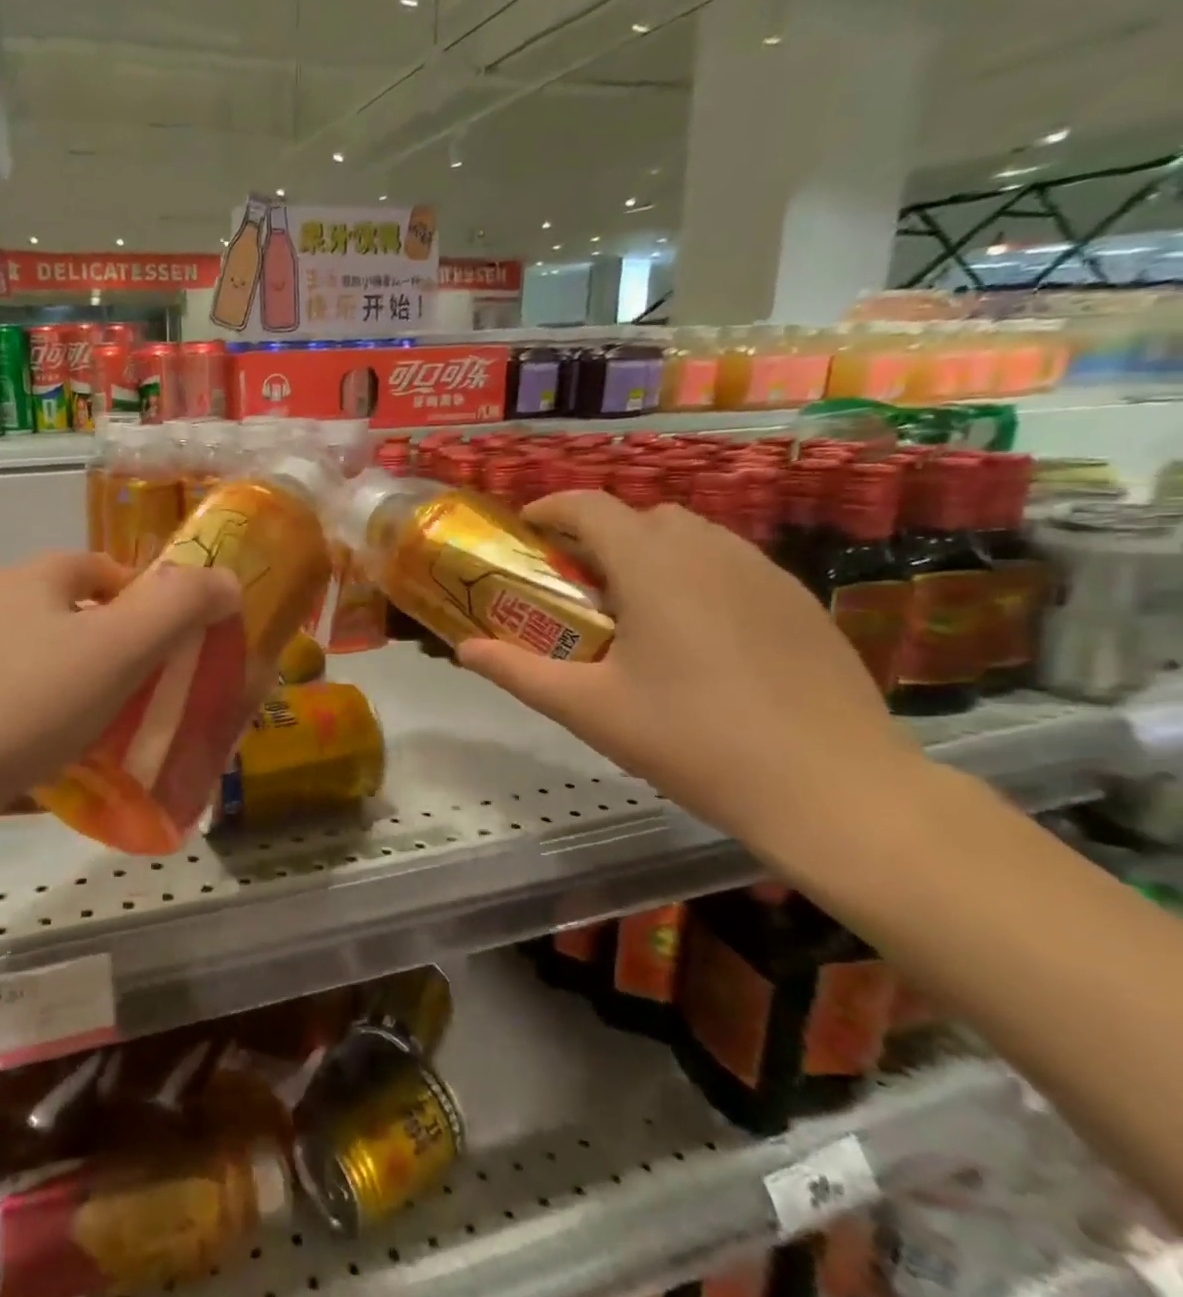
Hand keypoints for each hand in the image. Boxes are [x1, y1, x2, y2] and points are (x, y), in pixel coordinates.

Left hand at [0, 552, 240, 819]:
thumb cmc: (21, 703)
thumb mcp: (116, 650)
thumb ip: (178, 609)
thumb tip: (226, 578)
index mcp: (36, 580)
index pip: (105, 569)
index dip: (149, 599)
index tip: (178, 645)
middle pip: (77, 621)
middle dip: (123, 656)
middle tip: (157, 699)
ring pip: (47, 672)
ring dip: (88, 699)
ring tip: (122, 743)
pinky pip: (16, 717)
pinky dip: (48, 737)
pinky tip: (66, 775)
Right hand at [457, 492, 925, 845]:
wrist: (833, 789)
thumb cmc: (693, 741)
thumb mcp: (589, 709)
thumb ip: (518, 671)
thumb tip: (464, 650)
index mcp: (654, 566)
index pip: (591, 506)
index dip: (551, 508)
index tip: (525, 530)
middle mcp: (710, 552)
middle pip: (642, 516)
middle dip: (600, 534)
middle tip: (577, 582)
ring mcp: (764, 573)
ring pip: (693, 536)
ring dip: (651, 551)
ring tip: (635, 607)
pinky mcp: (799, 602)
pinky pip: (732, 563)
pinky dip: (696, 574)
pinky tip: (696, 635)